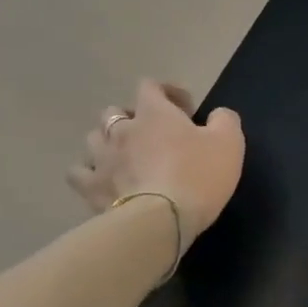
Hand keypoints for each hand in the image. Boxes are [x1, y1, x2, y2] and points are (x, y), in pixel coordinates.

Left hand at [67, 80, 243, 242]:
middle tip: (153, 135)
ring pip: (93, 138)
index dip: (167, 92)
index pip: (150, 86)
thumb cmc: (198, 175)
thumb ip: (224, 120)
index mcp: (154, 113)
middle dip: (133, 118)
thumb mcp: (229, 142)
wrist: (161, 220)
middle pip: (115, 111)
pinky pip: (79, 172)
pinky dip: (89, 172)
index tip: (186, 110)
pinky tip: (102, 180)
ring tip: (125, 157)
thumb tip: (216, 115)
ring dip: (108, 142)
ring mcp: (101, 158)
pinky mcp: (90, 187)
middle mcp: (121, 129)